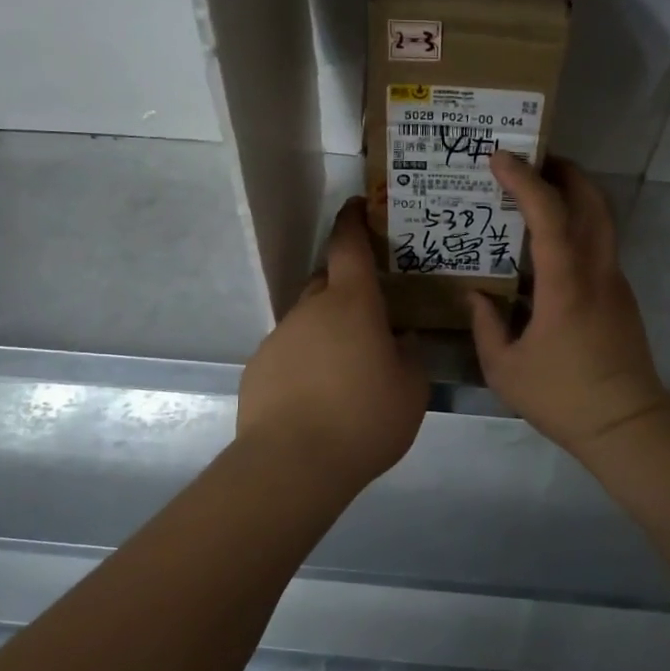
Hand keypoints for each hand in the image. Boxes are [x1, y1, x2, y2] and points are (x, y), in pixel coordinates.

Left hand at [237, 199, 428, 487]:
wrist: (293, 463)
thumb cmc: (364, 418)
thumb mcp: (411, 390)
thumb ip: (411, 357)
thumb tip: (403, 341)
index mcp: (351, 304)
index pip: (349, 246)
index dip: (353, 222)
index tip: (356, 207)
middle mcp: (310, 310)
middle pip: (326, 281)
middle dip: (345, 286)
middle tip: (368, 311)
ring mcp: (279, 338)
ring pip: (307, 320)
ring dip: (326, 330)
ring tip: (345, 369)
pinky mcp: (258, 368)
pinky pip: (289, 351)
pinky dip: (305, 360)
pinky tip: (316, 395)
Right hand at [470, 152, 669, 457]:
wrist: (625, 424)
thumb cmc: (561, 398)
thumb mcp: (504, 369)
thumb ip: (486, 325)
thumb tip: (475, 295)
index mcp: (566, 286)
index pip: (550, 216)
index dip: (525, 181)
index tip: (500, 158)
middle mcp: (597, 273)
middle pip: (592, 202)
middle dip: (565, 171)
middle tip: (532, 160)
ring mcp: (614, 283)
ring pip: (602, 221)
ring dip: (576, 196)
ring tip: (541, 193)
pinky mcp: (621, 297)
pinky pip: (600, 246)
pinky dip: (578, 226)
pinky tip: (550, 246)